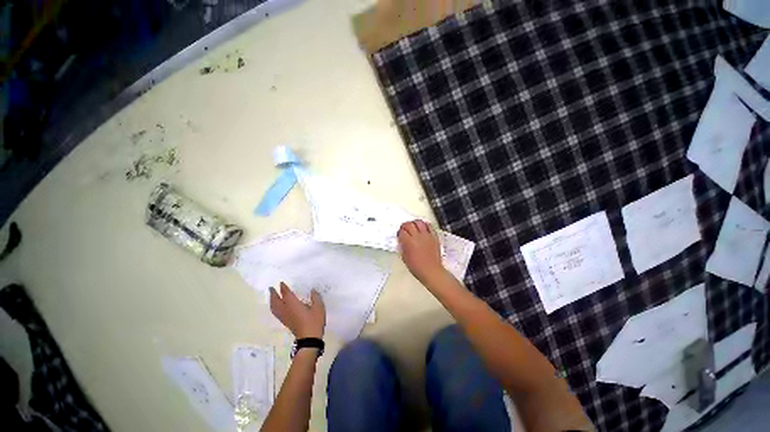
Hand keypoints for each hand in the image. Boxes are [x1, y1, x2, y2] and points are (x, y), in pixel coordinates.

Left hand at [269, 282, 325, 338]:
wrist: (309, 339)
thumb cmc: (314, 322)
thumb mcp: (319, 307)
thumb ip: (315, 297)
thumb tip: (312, 290)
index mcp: (293, 305)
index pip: (286, 294)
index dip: (283, 288)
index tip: (281, 283)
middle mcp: (287, 310)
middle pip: (276, 301)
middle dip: (273, 294)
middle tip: (271, 288)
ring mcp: (285, 317)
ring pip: (274, 308)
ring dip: (272, 301)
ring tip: (272, 296)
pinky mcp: (286, 323)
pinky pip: (276, 313)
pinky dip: (274, 308)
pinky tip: (277, 307)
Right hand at [398, 220, 445, 283]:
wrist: (431, 271)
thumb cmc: (418, 267)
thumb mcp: (405, 258)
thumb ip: (403, 247)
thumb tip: (402, 241)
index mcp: (409, 242)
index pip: (401, 232)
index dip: (399, 233)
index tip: (400, 235)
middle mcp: (418, 237)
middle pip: (409, 224)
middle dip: (405, 226)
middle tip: (404, 229)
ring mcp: (427, 236)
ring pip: (419, 222)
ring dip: (414, 223)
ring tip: (413, 226)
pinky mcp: (434, 237)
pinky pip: (430, 226)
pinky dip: (425, 225)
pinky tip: (423, 228)